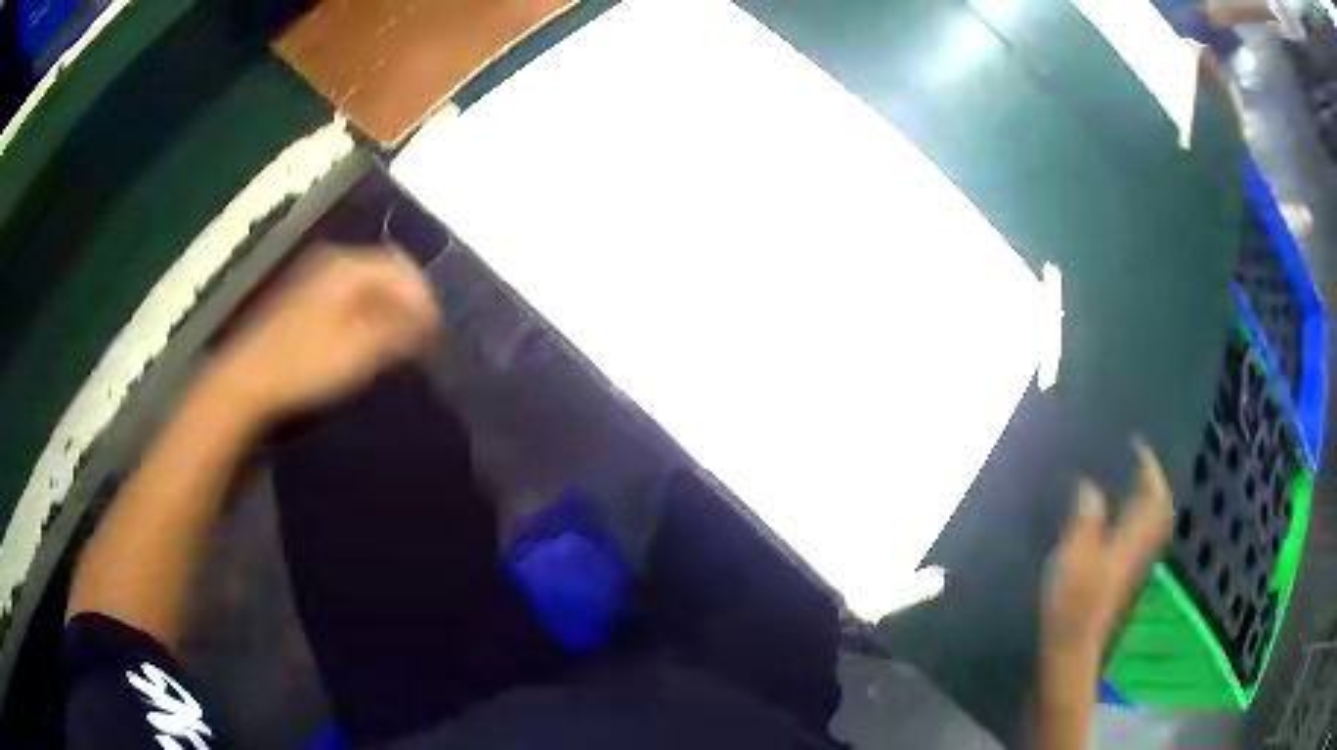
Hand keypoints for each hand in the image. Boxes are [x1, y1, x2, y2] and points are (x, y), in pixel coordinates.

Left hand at [201, 245, 439, 425]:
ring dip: (387, 307)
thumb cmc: (305, 365)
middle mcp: (333, 260)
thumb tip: (430, 318)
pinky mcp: (303, 297)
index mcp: (348, 266)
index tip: (437, 333)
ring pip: (366, 283)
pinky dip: (366, 311)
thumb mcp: (359, 350)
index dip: (425, 298)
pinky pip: (348, 294)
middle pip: (385, 270)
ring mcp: (315, 277)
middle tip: (420, 338)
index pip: (403, 268)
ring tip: (396, 342)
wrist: (247, 381)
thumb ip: (400, 329)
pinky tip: (364, 339)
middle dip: (407, 301)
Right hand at [1043, 443, 1173, 657]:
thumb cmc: (1073, 601)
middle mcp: (1141, 548)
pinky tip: (1120, 522)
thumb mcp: (1073, 555)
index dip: (1148, 467)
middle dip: (1155, 484)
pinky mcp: (1125, 581)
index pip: (1153, 495)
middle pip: (1160, 510)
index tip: (1137, 445)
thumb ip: (1085, 517)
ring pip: (1153, 526)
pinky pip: (1141, 539)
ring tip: (1132, 486)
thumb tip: (1090, 487)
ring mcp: (1135, 567)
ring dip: (1149, 501)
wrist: (1073, 648)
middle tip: (1140, 464)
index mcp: (1132, 537)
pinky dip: (1138, 521)